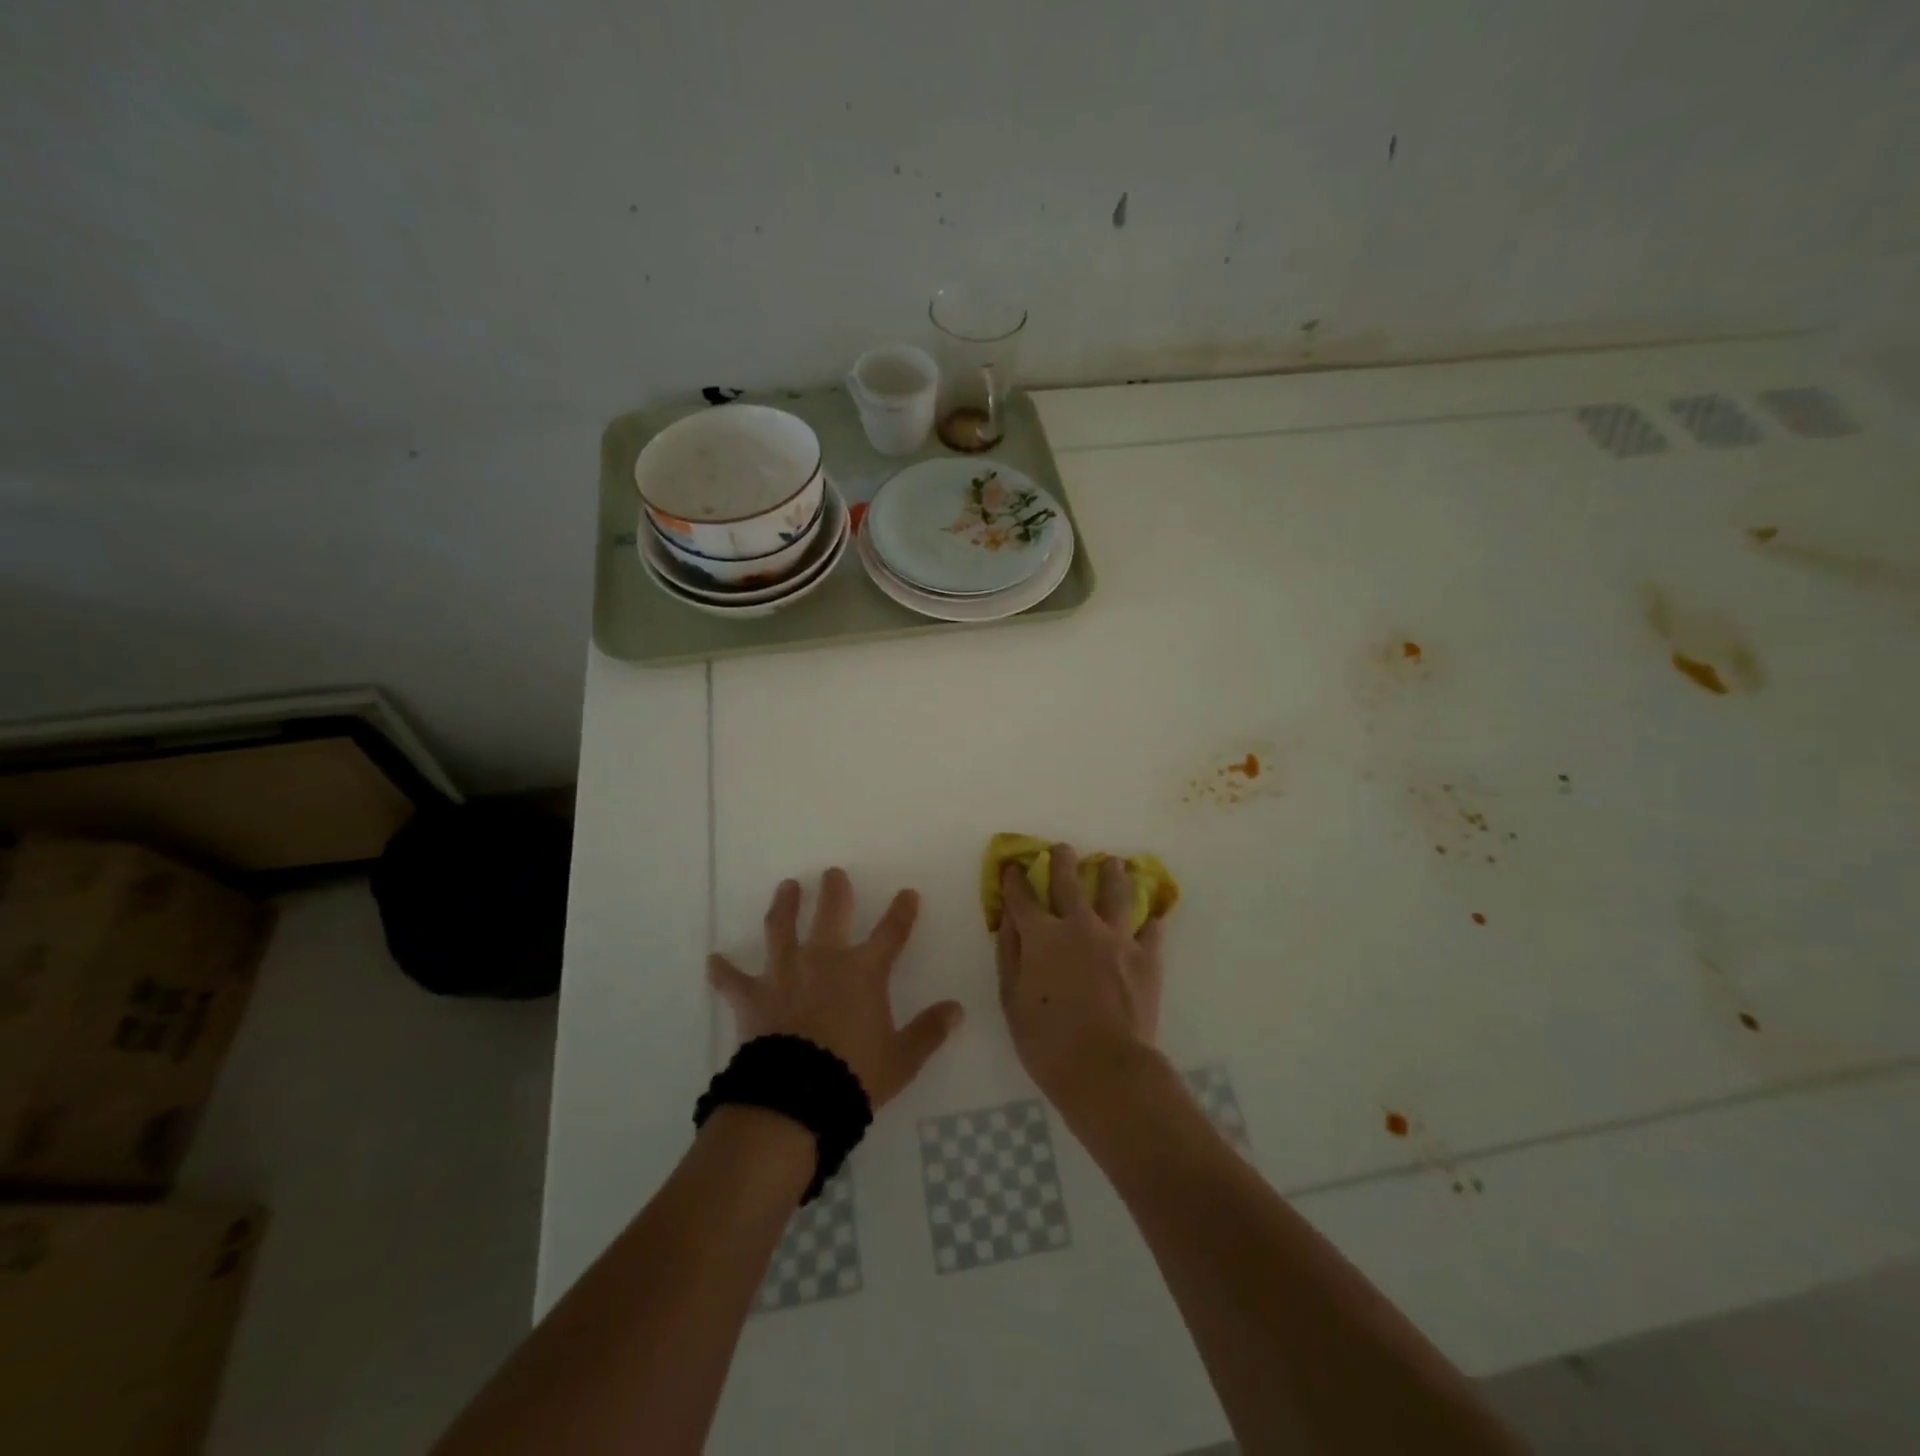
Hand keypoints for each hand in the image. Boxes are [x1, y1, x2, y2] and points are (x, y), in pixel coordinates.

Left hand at [708, 869, 963, 1109]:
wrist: (797, 1098)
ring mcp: (785, 974)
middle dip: (835, 891)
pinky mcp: (754, 997)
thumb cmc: (855, 1075)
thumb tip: (957, 1009)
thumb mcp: (902, 1059)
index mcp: (864, 972)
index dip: (902, 912)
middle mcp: (825, 960)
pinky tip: (713, 959)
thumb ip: (929, 1031)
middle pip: (832, 913)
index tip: (907, 893)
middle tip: (833, 873)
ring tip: (786, 887)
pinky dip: (723, 970)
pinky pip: (732, 980)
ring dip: (784, 906)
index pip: (891, 932)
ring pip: (782, 928)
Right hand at [995, 843, 1168, 1112]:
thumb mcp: (1012, 1001)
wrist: (1106, 1068)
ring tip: (1113, 863)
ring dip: (1112, 874)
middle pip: (1070, 882)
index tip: (1013, 867)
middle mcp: (1080, 926)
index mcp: (1042, 936)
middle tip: (1062, 849)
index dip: (1015, 880)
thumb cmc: (1047, 1041)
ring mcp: (1117, 939)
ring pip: (1116, 894)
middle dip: (1062, 861)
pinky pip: (1151, 930)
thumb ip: (1009, 955)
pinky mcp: (1147, 958)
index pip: (1023, 898)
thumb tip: (1010, 921)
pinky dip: (1150, 920)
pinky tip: (1151, 915)